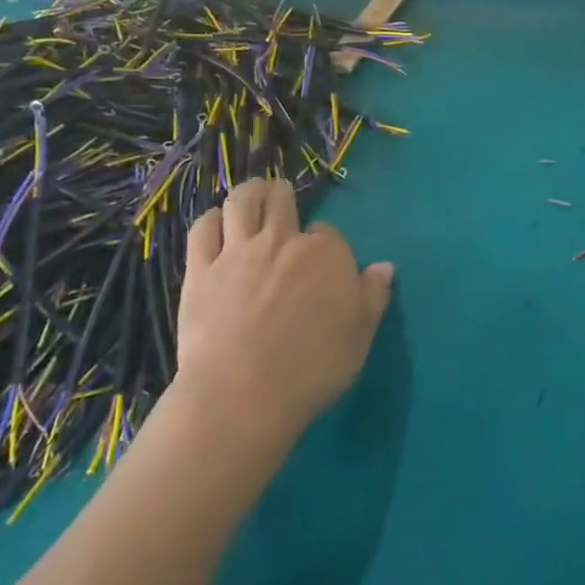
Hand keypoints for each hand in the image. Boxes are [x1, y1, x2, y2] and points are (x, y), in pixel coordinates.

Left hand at [174, 178, 392, 444]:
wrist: (243, 393)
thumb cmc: (312, 369)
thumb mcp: (360, 336)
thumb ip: (373, 296)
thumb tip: (384, 267)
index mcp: (327, 253)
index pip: (328, 232)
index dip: (324, 241)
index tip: (322, 257)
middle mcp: (283, 240)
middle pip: (282, 201)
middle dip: (283, 196)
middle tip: (281, 198)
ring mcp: (238, 251)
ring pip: (242, 202)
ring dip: (250, 192)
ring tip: (253, 193)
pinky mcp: (200, 269)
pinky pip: (203, 229)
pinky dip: (212, 218)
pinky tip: (216, 221)